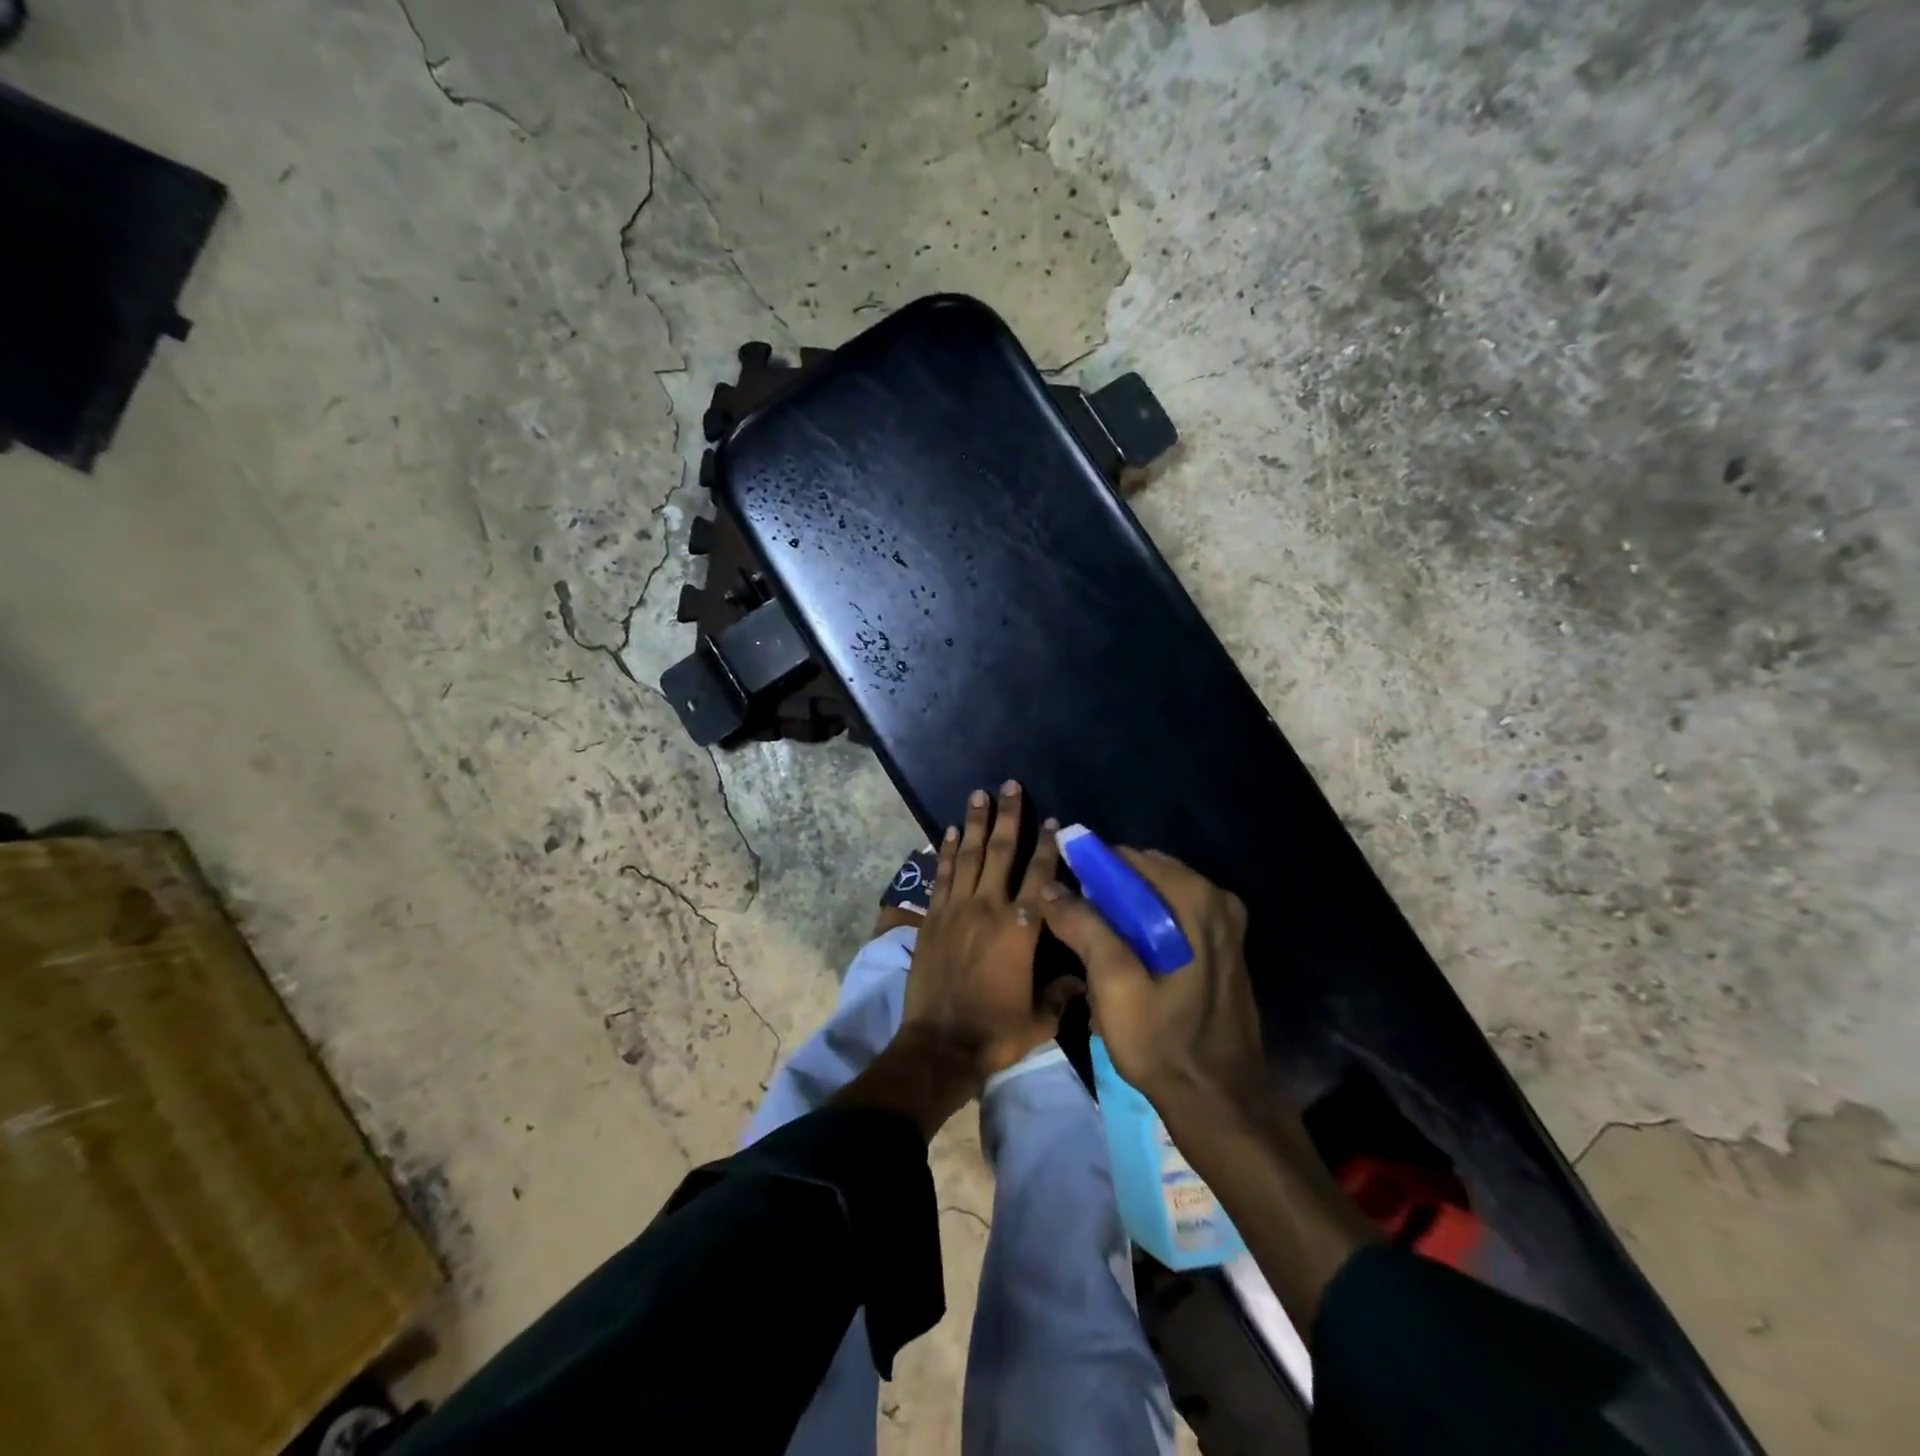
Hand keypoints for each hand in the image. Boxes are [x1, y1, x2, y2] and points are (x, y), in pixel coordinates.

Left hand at [898, 782, 1079, 1084]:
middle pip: (1000, 852)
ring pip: (966, 856)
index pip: (1040, 876)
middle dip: (1007, 816)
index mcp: (1021, 929)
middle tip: (1009, 785)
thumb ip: (1063, 992)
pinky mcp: (932, 919)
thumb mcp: (1041, 1018)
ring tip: (978, 794)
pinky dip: (944, 852)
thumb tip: (1082, 977)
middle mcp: (988, 908)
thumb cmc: (996, 1032)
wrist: (940, 1046)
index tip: (1053, 820)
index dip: (1048, 846)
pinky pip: (940, 877)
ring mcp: (956, 910)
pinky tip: (946, 831)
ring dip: (973, 823)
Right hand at [1040, 848, 1265, 1113]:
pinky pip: (1174, 918)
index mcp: (1197, 899)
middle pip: (1145, 875)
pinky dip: (1145, 927)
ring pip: (1157, 898)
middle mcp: (1218, 900)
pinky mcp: (1225, 948)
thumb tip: (1050, 887)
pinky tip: (1127, 959)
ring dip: (1123, 913)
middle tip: (1076, 925)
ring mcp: (1226, 925)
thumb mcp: (1113, 982)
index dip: (1088, 870)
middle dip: (1106, 893)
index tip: (1061, 894)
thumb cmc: (1163, 1041)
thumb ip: (1083, 925)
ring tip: (1096, 947)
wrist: (1220, 1101)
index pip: (1128, 859)